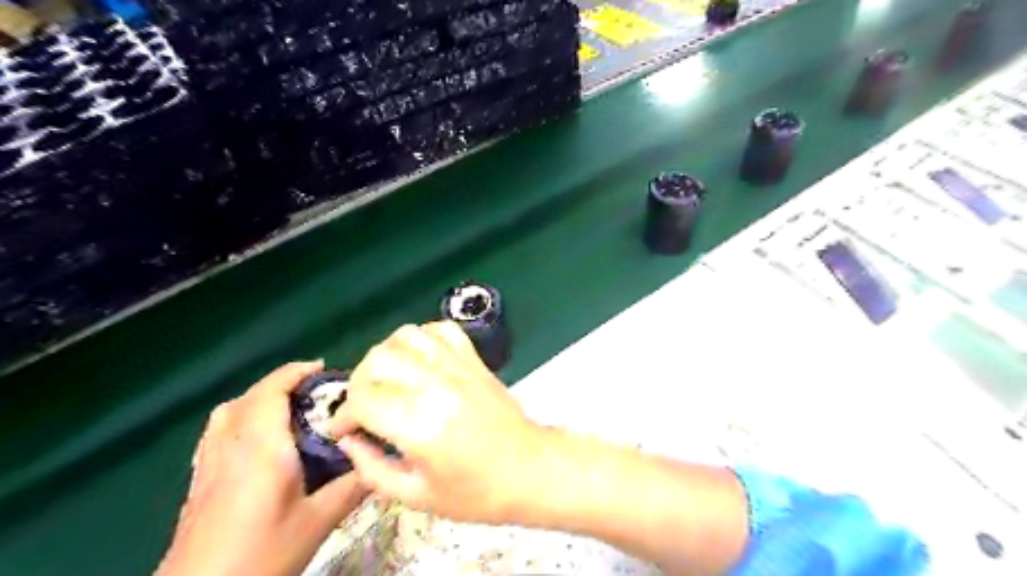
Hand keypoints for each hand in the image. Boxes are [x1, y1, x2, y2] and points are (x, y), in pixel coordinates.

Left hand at [156, 362, 369, 573]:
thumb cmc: (261, 555)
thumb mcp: (317, 523)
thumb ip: (352, 487)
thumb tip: (382, 462)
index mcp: (260, 448)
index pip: (271, 392)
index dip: (295, 372)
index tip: (322, 368)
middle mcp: (229, 447)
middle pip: (248, 397)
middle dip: (281, 383)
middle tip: (313, 391)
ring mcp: (207, 466)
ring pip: (226, 413)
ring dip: (257, 399)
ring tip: (286, 409)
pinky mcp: (197, 485)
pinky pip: (216, 434)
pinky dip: (239, 420)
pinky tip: (255, 443)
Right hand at [333, 322, 548, 523]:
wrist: (529, 468)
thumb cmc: (475, 492)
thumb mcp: (416, 496)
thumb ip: (372, 469)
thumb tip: (348, 440)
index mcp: (420, 426)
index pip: (362, 399)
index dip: (343, 415)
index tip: (345, 429)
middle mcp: (436, 387)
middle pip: (378, 361)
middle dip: (358, 383)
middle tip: (364, 406)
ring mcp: (458, 367)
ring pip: (406, 337)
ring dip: (386, 355)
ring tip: (388, 380)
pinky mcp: (474, 360)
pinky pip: (441, 329)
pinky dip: (422, 338)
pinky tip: (419, 360)